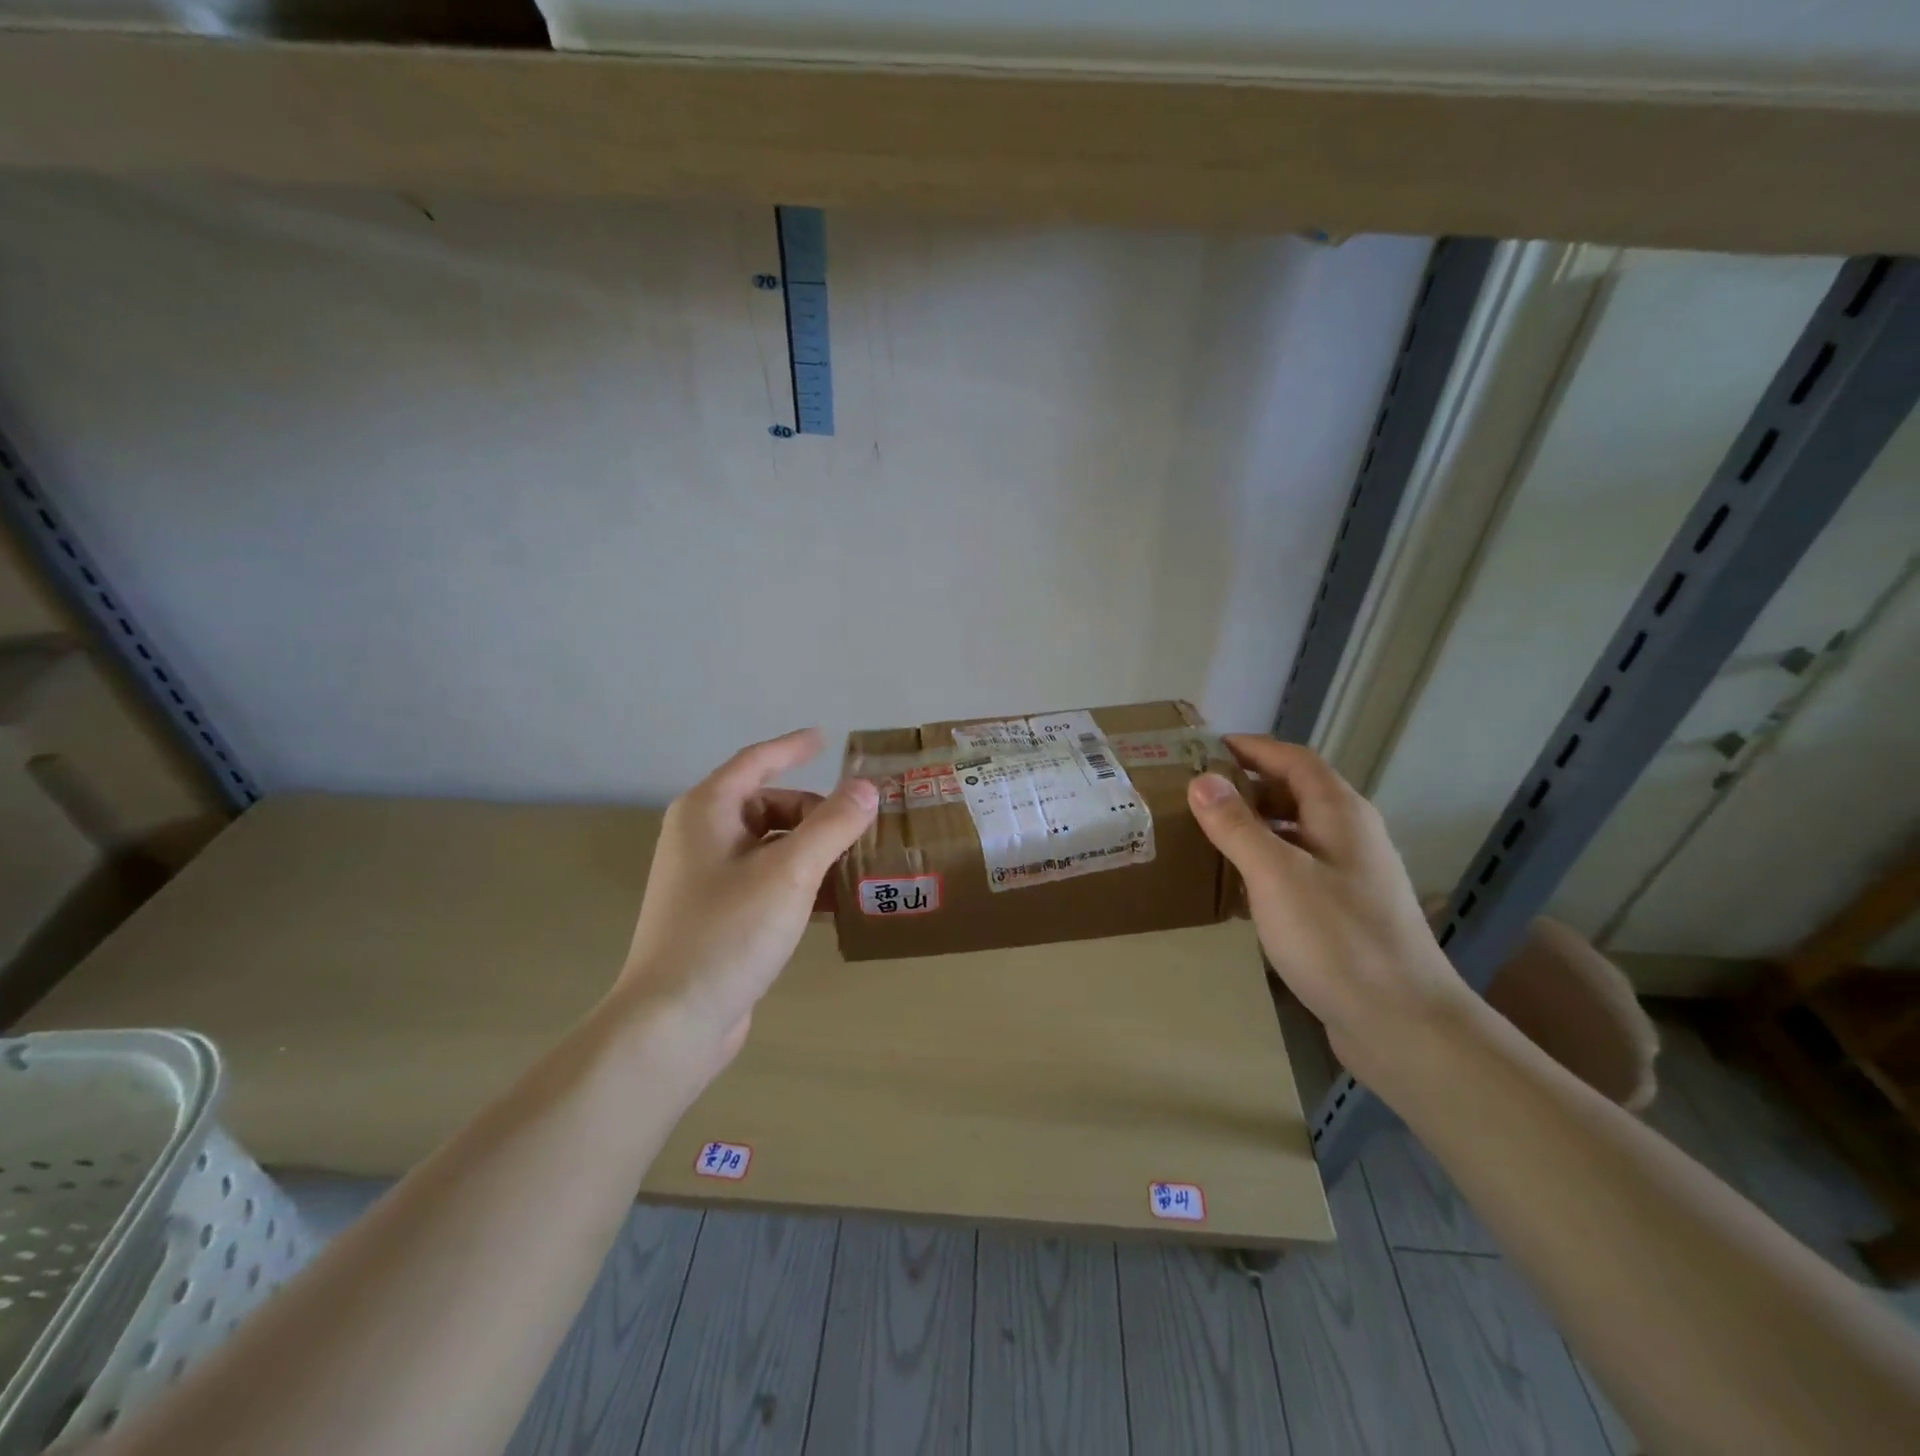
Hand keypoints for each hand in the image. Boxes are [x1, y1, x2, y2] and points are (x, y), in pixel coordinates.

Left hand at [616, 729, 877, 1071]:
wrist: (672, 1021)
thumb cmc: (728, 932)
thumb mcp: (790, 872)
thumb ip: (833, 824)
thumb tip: (867, 789)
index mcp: (708, 811)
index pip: (757, 761)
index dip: (793, 747)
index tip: (826, 739)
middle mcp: (701, 836)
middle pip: (768, 805)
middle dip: (816, 812)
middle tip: (859, 830)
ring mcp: (706, 877)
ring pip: (770, 845)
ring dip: (812, 850)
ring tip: (856, 864)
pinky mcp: (716, 914)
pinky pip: (766, 880)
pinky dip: (798, 881)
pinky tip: (832, 903)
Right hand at [1186, 735, 1471, 1074]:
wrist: (1402, 1023)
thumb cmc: (1336, 938)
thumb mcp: (1275, 874)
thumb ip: (1236, 824)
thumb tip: (1202, 779)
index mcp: (1340, 813)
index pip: (1294, 759)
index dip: (1252, 748)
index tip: (1205, 748)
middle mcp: (1351, 835)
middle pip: (1296, 793)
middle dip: (1247, 787)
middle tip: (1196, 794)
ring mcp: (1352, 876)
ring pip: (1296, 834)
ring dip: (1255, 827)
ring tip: (1207, 835)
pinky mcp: (1346, 912)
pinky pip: (1299, 870)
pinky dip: (1265, 866)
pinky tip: (1237, 888)